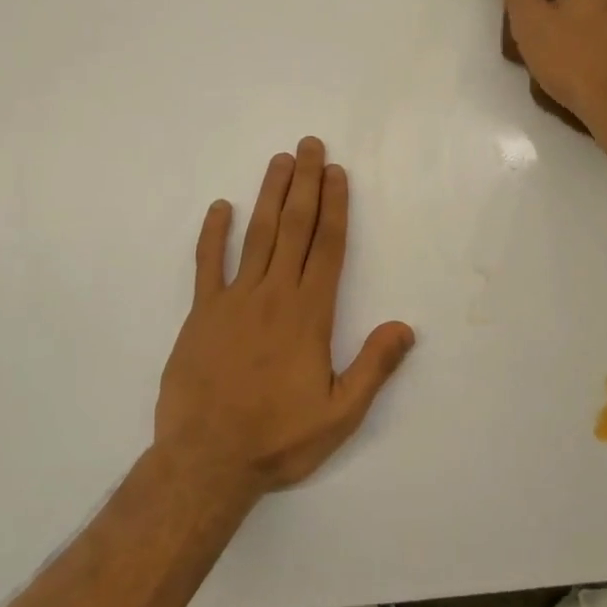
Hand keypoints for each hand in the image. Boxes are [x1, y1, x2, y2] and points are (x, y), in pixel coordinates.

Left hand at [155, 137, 414, 501]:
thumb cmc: (278, 439)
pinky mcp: (201, 313)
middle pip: (294, 228)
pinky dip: (212, 234)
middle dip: (305, 184)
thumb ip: (373, 367)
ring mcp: (234, 300)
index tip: (336, 172)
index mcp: (309, 315)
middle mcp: (274, 295)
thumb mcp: (339, 415)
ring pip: (256, 235)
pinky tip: (219, 207)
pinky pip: (207, 264)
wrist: (206, 461)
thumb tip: (405, 327)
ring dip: (269, 195)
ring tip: (279, 161)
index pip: (328, 247)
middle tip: (309, 145)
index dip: (334, 206)